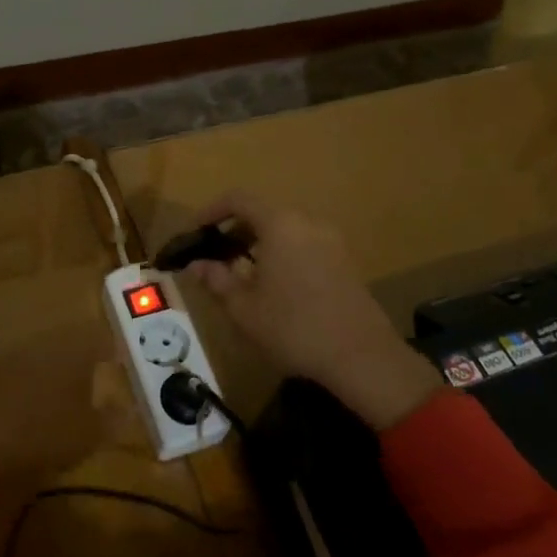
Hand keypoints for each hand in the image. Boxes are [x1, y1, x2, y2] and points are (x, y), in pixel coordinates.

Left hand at [0, 338, 113, 482]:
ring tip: (56, 394)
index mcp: (73, 352)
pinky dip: (23, 384)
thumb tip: (126, 407)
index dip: (109, 348)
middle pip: (67, 342)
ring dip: (49, 369)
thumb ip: (113, 418)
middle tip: (88, 376)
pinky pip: (13, 373)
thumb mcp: (91, 435)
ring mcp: (10, 356)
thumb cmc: (48, 436)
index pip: (98, 338)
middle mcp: (42, 345)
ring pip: (38, 355)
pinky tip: (23, 405)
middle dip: (78, 357)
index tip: (115, 360)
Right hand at [188, 192, 442, 431]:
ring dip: (258, 243)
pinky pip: (304, 244)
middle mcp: (307, 222)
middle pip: (263, 213)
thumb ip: (216, 280)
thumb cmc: (294, 328)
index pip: (238, 200)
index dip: (211, 211)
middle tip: (214, 256)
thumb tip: (196, 265)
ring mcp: (330, 240)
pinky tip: (274, 286)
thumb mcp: (244, 308)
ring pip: (285, 229)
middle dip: (234, 230)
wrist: (362, 357)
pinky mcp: (344, 260)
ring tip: (240, 274)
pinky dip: (282, 253)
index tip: (194, 232)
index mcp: (280, 224)